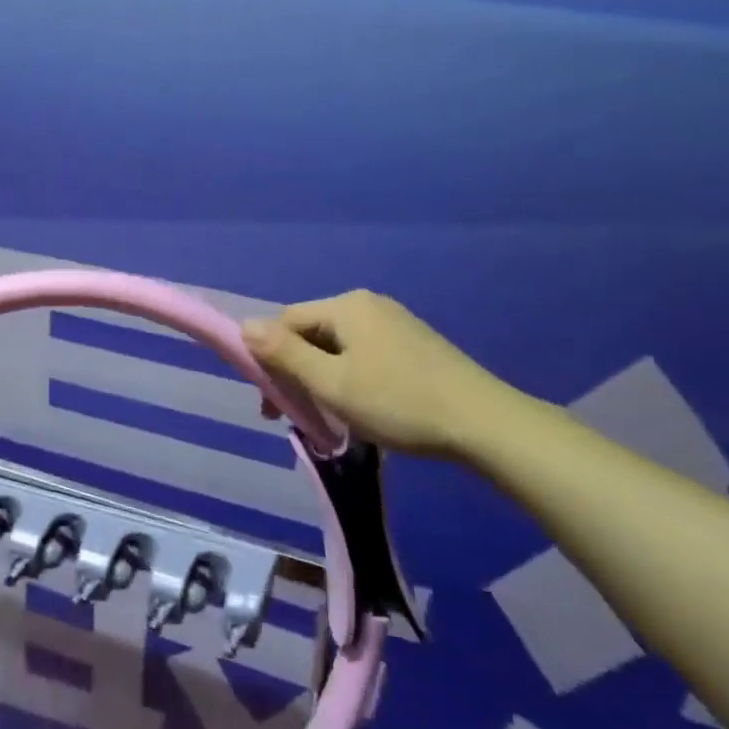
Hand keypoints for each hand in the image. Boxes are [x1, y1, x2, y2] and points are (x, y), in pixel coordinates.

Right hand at [243, 290, 527, 457]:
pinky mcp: (414, 345)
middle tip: (294, 416)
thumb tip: (244, 326)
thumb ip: (284, 354)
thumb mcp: (331, 382)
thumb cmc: (398, 402)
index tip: (270, 403)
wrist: (484, 424)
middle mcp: (369, 304)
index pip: (286, 321)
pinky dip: (349, 379)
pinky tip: (359, 408)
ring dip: (321, 379)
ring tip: (326, 417)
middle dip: (295, 372)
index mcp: (346, 306)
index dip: (269, 359)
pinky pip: (363, 355)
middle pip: (312, 333)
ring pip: (337, 347)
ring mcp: (395, 323)